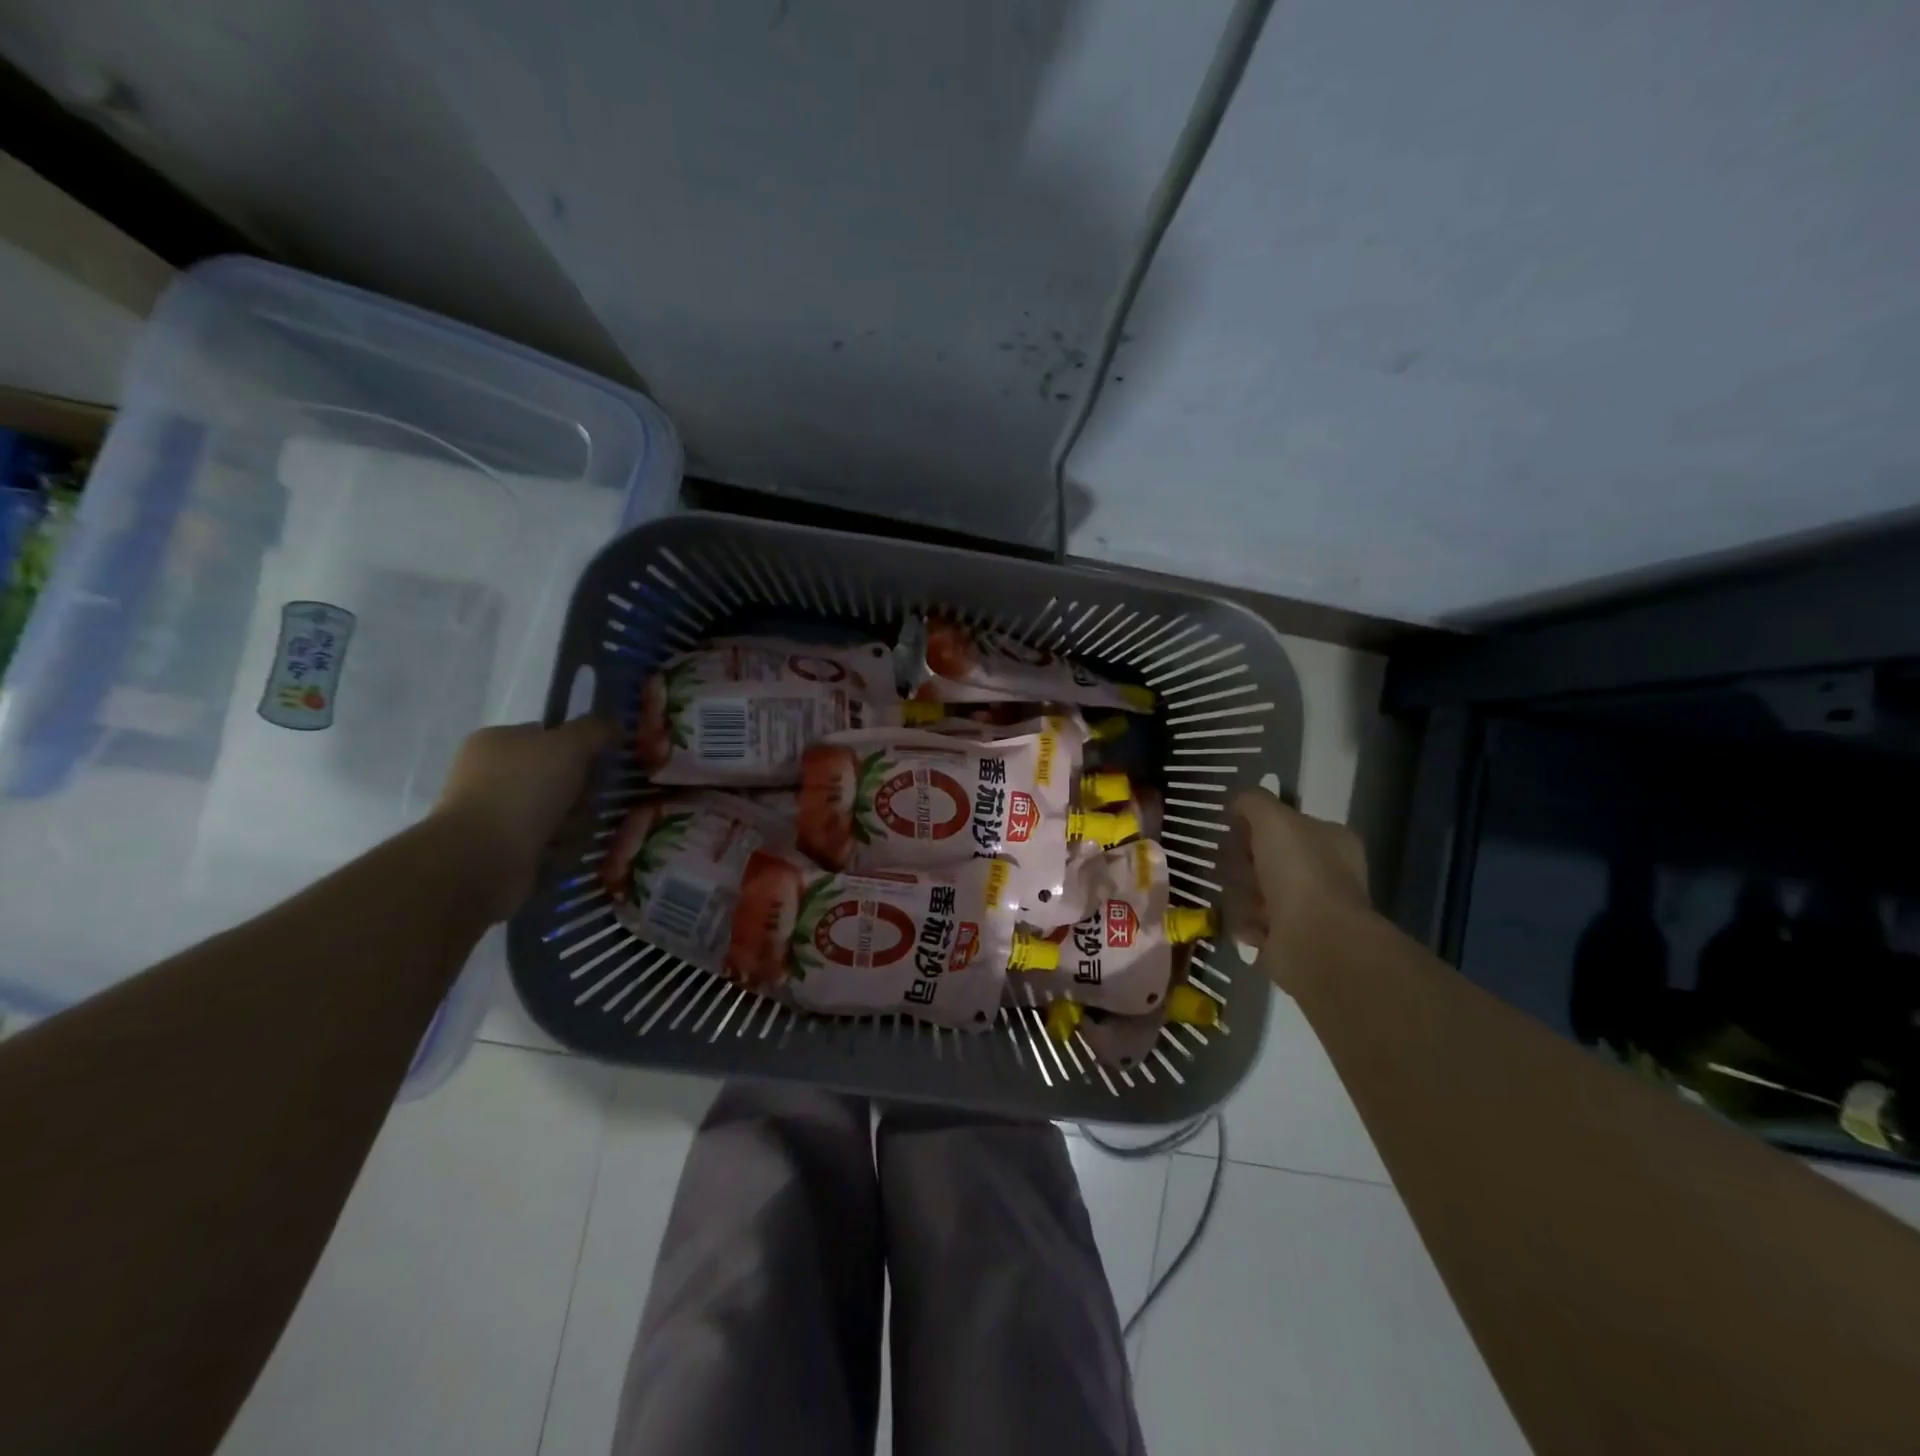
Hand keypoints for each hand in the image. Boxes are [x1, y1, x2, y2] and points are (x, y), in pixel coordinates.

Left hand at [433, 716, 617, 919]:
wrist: (482, 857)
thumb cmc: (523, 790)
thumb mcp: (568, 745)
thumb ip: (595, 730)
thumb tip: (615, 723)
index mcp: (497, 741)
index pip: (549, 737)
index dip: (579, 749)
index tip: (598, 764)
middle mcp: (490, 774)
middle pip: (558, 777)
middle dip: (580, 792)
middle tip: (586, 801)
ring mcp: (494, 813)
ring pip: (557, 812)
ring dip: (574, 822)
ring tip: (571, 832)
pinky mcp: (501, 849)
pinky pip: (547, 842)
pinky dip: (559, 847)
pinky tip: (558, 852)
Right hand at [1228, 788, 1372, 992]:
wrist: (1315, 940)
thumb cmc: (1298, 871)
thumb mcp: (1273, 819)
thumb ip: (1254, 802)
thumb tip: (1239, 801)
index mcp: (1331, 839)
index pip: (1286, 824)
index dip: (1257, 825)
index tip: (1235, 831)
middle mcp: (1325, 872)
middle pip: (1266, 858)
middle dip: (1243, 864)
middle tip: (1233, 869)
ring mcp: (1310, 907)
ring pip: (1256, 890)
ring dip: (1241, 895)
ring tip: (1244, 903)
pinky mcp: (1293, 938)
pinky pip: (1255, 922)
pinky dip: (1246, 923)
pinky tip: (1249, 926)